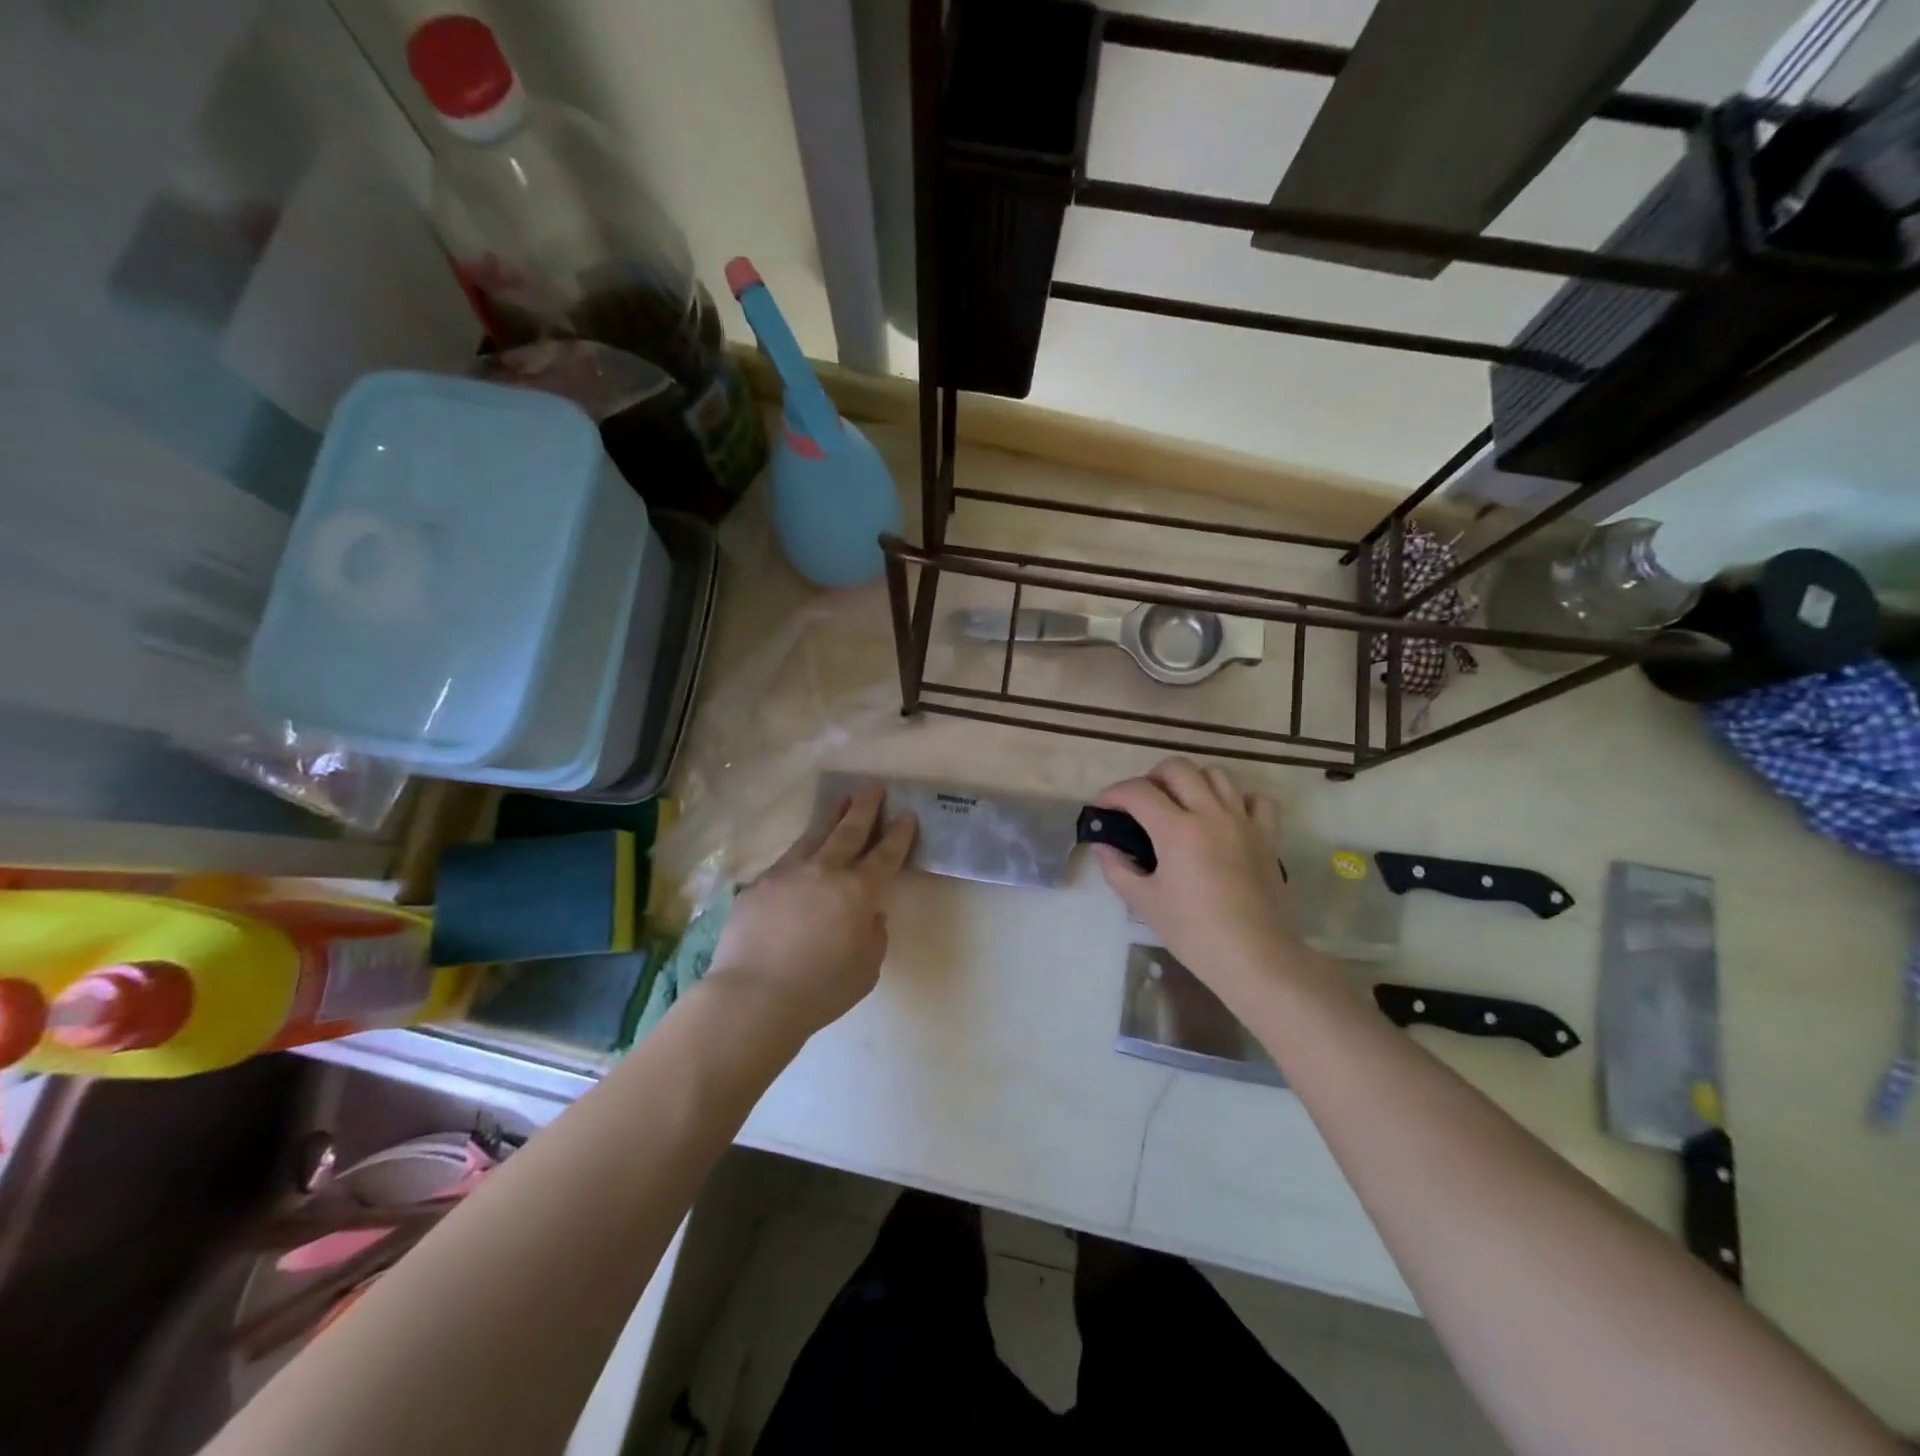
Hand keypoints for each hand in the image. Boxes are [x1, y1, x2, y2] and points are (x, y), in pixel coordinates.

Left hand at [707, 786, 917, 1035]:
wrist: (754, 996)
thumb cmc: (821, 989)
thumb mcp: (867, 968)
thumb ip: (873, 935)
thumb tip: (867, 915)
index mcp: (858, 891)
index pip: (885, 854)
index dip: (898, 834)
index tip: (906, 814)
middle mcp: (825, 871)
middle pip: (849, 831)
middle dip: (865, 808)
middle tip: (873, 787)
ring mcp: (787, 874)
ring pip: (814, 836)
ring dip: (831, 816)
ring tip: (840, 800)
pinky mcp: (758, 885)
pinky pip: (785, 860)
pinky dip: (800, 851)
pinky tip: (800, 852)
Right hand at [1094, 759, 1314, 1002]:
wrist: (1254, 956)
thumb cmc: (1193, 931)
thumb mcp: (1144, 902)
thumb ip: (1118, 868)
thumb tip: (1104, 846)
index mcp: (1177, 829)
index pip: (1137, 792)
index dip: (1112, 794)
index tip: (1102, 808)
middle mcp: (1210, 813)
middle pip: (1177, 768)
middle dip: (1151, 778)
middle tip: (1141, 804)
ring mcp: (1243, 821)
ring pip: (1217, 774)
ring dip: (1192, 782)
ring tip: (1181, 805)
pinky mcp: (1267, 836)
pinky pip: (1255, 799)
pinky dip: (1237, 799)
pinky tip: (1225, 817)